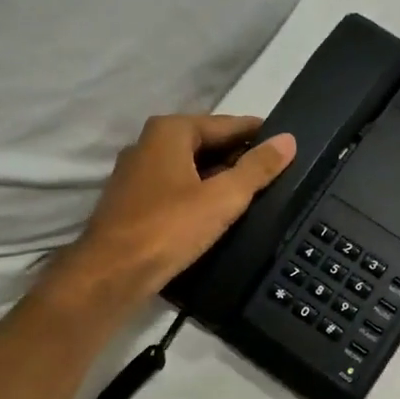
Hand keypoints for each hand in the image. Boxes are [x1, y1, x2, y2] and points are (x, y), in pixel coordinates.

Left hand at [44, 114, 295, 315]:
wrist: (111, 274)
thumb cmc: (169, 228)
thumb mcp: (223, 198)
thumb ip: (257, 168)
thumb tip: (288, 140)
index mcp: (170, 131)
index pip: (225, 124)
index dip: (256, 132)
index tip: (284, 140)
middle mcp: (149, 143)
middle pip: (205, 142)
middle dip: (238, 154)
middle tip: (275, 169)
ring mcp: (136, 173)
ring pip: (189, 166)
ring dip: (218, 175)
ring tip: (253, 190)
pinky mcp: (132, 201)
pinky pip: (175, 186)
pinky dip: (199, 191)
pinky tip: (218, 210)